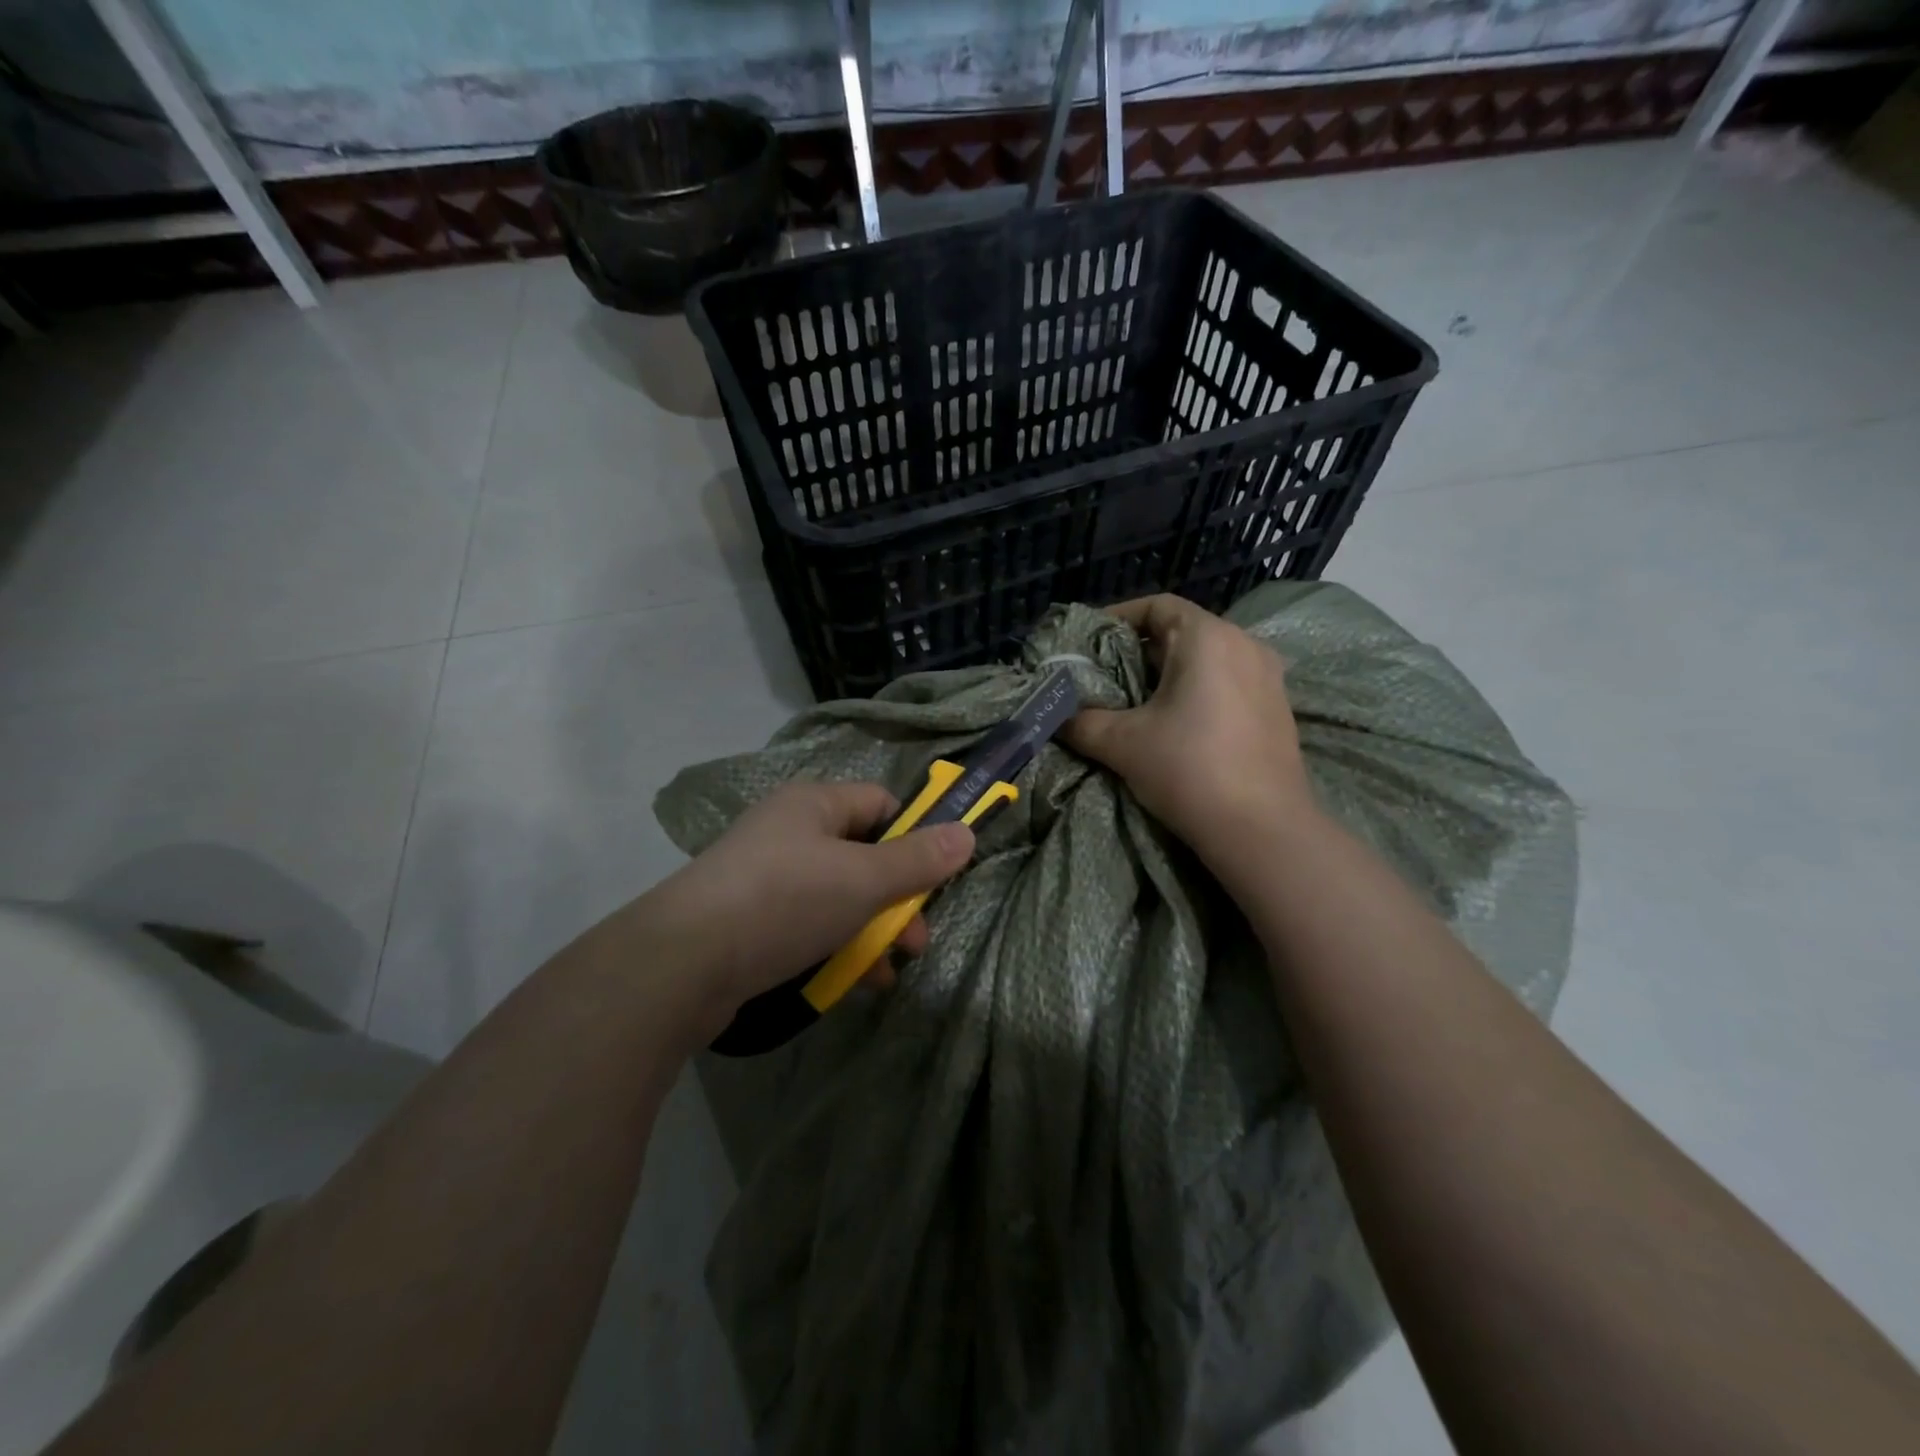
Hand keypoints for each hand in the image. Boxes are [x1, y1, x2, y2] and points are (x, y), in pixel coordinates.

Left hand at [617, 781, 974, 1035]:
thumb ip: (918, 860)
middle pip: (863, 856)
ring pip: (839, 897)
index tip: (935, 877)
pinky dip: (836, 949)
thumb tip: (967, 833)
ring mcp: (767, 878)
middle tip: (915, 941)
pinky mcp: (751, 921)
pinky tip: (854, 983)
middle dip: (897, 899)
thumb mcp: (864, 880)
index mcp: (814, 804)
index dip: (914, 835)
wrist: (682, 964)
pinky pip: (809, 925)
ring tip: (889, 971)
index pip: (881, 804)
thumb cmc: (785, 901)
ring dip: (871, 932)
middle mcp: (790, 832)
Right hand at [1064, 594, 1313, 859]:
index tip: (1089, 640)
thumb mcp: (1122, 743)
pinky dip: (1198, 690)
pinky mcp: (1277, 708)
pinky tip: (1176, 723)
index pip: (1157, 605)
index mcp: (1208, 638)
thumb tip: (1057, 717)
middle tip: (1103, 675)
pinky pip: (1228, 682)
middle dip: (1139, 650)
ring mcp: (1268, 676)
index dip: (1118, 617)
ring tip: (1135, 700)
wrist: (1262, 830)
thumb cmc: (1189, 769)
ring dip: (1169, 672)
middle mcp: (1244, 645)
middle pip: (1182, 631)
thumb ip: (1082, 722)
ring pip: (1207, 658)